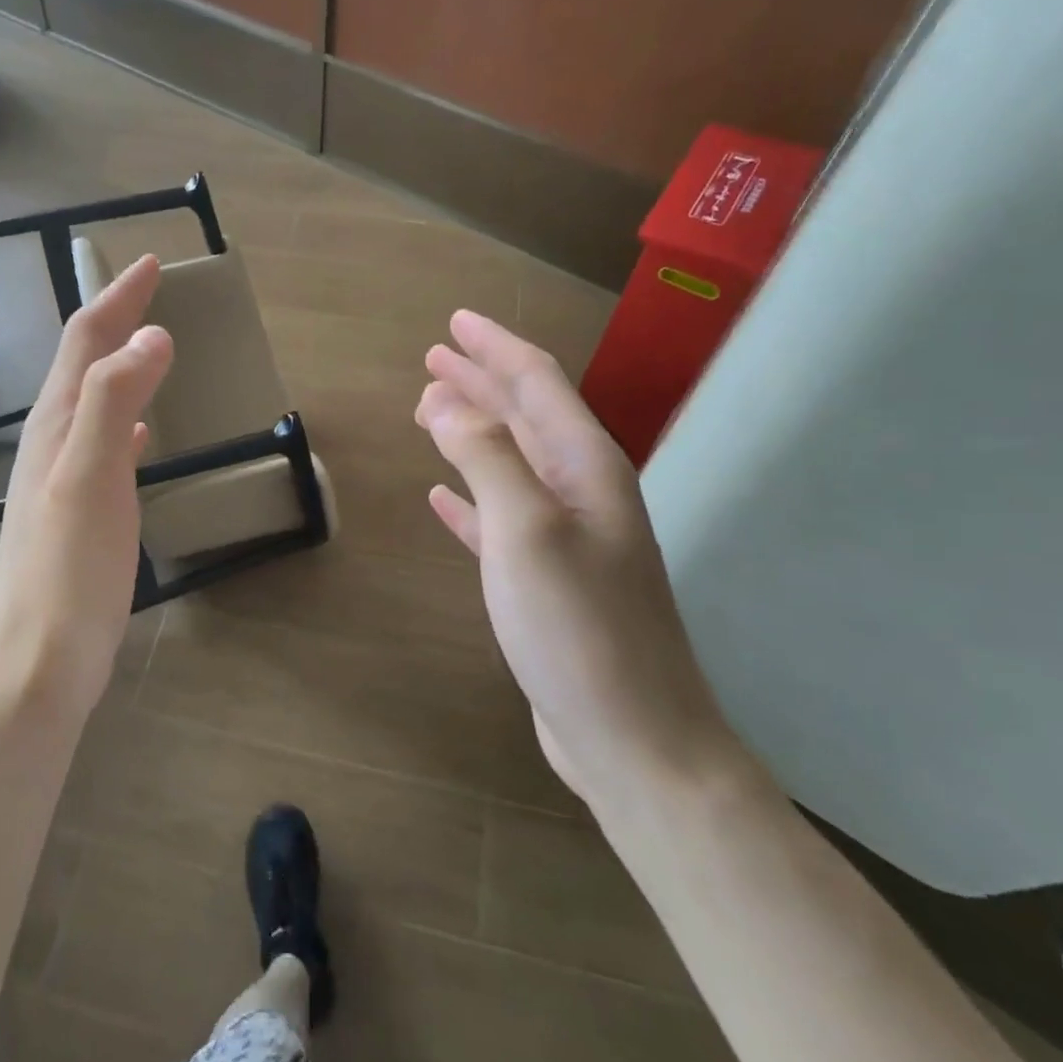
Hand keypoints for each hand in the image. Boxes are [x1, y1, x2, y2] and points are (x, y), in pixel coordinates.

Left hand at [0, 255, 173, 717]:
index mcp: (56, 426)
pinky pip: (104, 445)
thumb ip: (115, 402)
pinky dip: (126, 421)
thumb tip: (151, 336)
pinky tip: (143, 433)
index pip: (85, 342)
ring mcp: (62, 481)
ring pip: (93, 403)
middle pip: (83, 365)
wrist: (36, 664)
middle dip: (114, 321)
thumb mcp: (91, 479)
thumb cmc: (66, 572)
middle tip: (150, 293)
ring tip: (150, 347)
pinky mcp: (79, 513)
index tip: (148, 263)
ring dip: (120, 366)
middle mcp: (52, 444)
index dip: (116, 299)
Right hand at [415, 310, 742, 809]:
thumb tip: (446, 402)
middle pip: (525, 416)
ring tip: (430, 411)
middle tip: (434, 359)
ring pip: (510, 463)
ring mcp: (566, 537)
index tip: (455, 323)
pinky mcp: (545, 579)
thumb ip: (487, 457)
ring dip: (473, 432)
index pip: (537, 383)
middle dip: (481, 382)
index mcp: (584, 466)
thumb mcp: (527, 530)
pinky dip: (470, 498)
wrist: (632, 738)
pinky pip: (500, 517)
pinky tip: (441, 496)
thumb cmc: (579, 628)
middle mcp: (581, 491)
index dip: (495, 349)